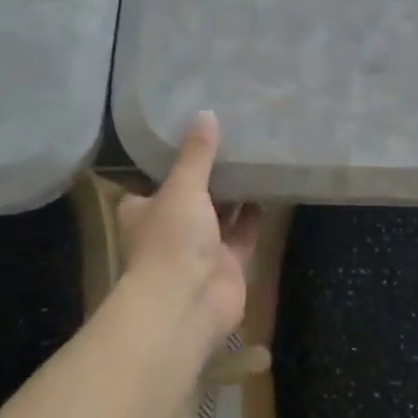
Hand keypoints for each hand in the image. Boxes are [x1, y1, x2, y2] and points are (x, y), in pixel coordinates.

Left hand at [116, 111, 260, 343]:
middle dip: (212, 174)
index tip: (196, 135)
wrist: (186, 304)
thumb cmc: (171, 240)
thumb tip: (206, 113)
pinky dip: (256, 213)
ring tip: (257, 155)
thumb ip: (197, 154)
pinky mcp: (229, 263)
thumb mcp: (182, 187)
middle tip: (236, 138)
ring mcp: (200, 248)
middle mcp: (170, 228)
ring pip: (221, 213)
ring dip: (237, 192)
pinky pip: (245, 231)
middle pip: (193, 195)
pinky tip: (272, 185)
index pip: (156, 180)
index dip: (173, 161)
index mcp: (144, 210)